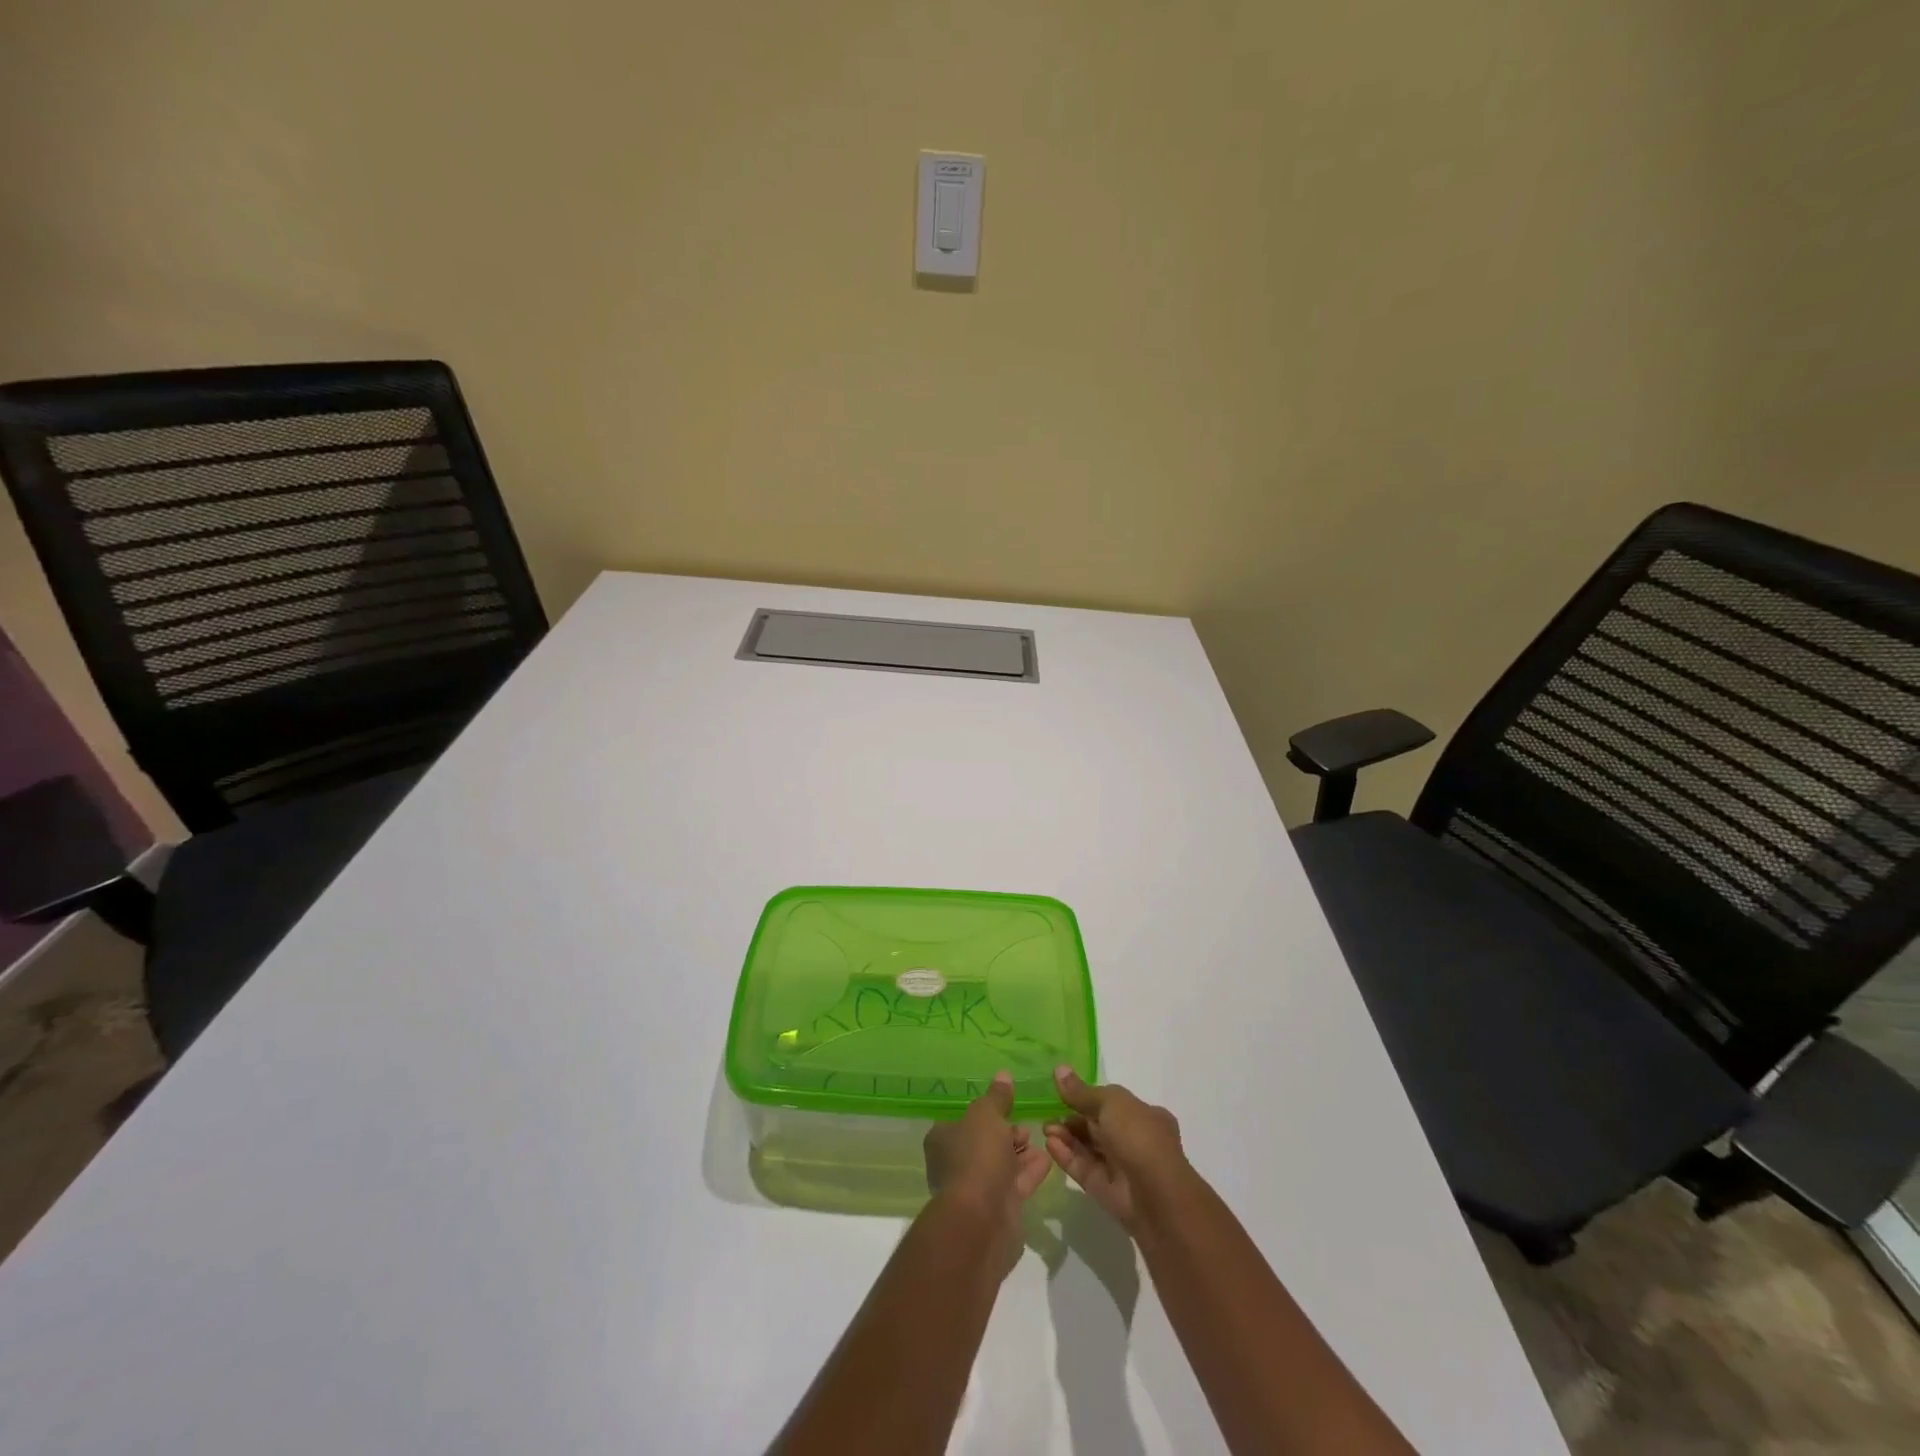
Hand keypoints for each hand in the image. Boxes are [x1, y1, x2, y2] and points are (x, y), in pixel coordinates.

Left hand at [923, 1071, 1051, 1271]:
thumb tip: (1003, 1075)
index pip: (963, 1120)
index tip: (1007, 1106)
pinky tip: (1047, 1159)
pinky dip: (1030, 1171)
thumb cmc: (977, 1156)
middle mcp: (955, 1164)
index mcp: (942, 1139)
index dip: (986, 1112)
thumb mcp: (987, 1114)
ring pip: (1001, 1165)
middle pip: (984, 1142)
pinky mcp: (997, 1211)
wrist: (982, 1219)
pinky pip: (1015, 1184)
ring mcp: (976, 1190)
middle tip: (1026, 1126)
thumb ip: (997, 1097)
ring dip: (1021, 1152)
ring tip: (1042, 1138)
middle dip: (1007, 1133)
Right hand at [1044, 1066, 1188, 1232]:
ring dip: (1067, 1136)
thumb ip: (1082, 1092)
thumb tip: (1059, 1070)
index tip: (1063, 1093)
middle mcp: (1135, 1141)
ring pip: (1089, 1148)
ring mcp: (1122, 1167)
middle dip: (1072, 1118)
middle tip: (1047, 1114)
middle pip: (1098, 1126)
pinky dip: (1067, 1156)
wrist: (1156, 1196)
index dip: (1087, 1098)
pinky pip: (1084, 1169)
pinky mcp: (1107, 1191)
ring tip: (1045, 1129)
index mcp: (1145, 1116)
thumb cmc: (1139, 1137)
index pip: (1112, 1104)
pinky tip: (1050, 1144)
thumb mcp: (1111, 1103)